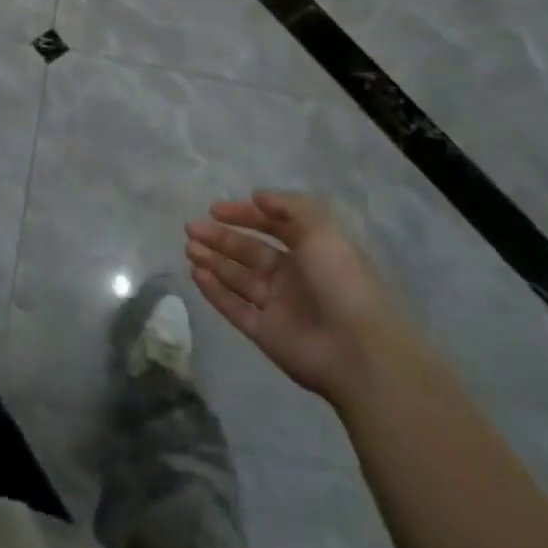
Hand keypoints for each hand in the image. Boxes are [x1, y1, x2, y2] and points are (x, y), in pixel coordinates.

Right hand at [186, 192, 397, 404]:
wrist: (358, 351)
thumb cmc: (341, 281)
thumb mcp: (322, 230)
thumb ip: (290, 207)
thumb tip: (258, 196)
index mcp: (312, 251)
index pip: (273, 226)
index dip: (246, 215)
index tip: (216, 209)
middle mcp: (294, 276)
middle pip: (250, 252)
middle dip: (221, 238)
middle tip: (191, 227)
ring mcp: (278, 306)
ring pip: (238, 278)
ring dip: (213, 260)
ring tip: (189, 247)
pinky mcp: (265, 333)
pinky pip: (234, 307)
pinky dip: (214, 291)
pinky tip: (195, 274)